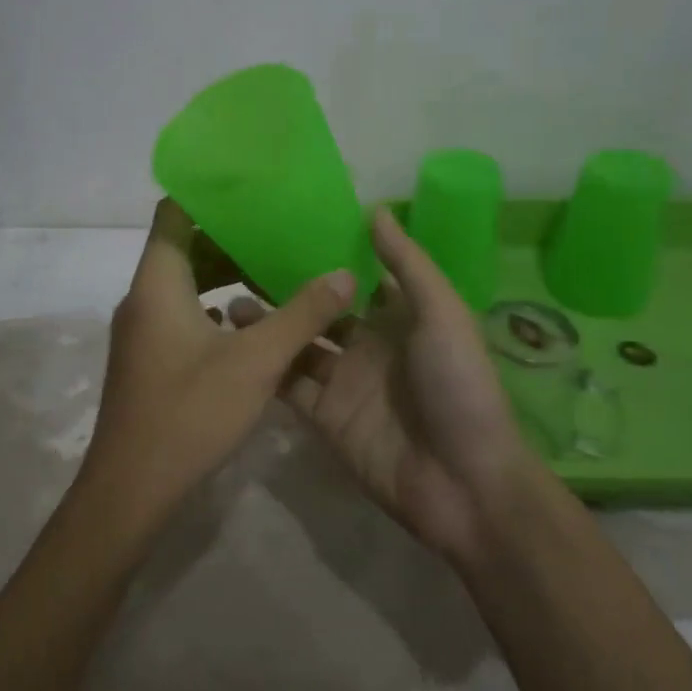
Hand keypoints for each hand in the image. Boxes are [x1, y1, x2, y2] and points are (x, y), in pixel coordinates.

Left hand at [81, 199, 355, 527]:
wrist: (130, 489)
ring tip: (275, 273)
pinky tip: (253, 324)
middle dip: (231, 239)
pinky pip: (182, 314)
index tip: (252, 189)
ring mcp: (142, 330)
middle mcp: (143, 297)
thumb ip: (303, 314)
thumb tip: (345, 274)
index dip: (209, 195)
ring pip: (186, 285)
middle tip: (280, 233)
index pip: (174, 213)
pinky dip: (215, 309)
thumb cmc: (190, 413)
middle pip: (184, 247)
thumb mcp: (257, 361)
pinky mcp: (148, 358)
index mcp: (158, 282)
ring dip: (226, 276)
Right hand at [230, 207, 544, 563]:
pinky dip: (265, 370)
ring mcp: (343, 384)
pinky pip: (290, 388)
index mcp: (398, 319)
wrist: (463, 481)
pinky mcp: (324, 419)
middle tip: (243, 263)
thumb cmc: (458, 385)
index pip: (356, 280)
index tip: (288, 228)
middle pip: (320, 313)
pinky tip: (234, 348)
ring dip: (268, 327)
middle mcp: (367, 347)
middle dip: (288, 291)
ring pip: (297, 347)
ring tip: (228, 300)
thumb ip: (407, 263)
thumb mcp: (442, 313)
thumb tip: (375, 209)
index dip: (327, 257)